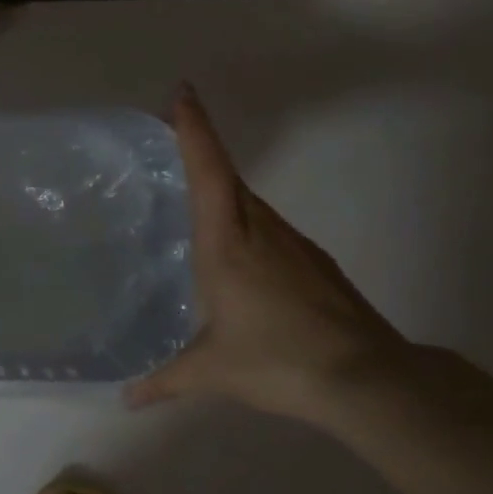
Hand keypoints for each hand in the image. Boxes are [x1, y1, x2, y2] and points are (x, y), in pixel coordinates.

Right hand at [125, 83, 408, 420]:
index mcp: (227, 244)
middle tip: (169, 135)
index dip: (194, 131)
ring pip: (249, 200)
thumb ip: (165, 380)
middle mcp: (260, 231)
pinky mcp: (313, 262)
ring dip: (221, 186)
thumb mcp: (211, 371)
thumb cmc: (277, 361)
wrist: (366, 378)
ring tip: (190, 193)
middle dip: (200, 148)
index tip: (181, 94)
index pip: (208, 173)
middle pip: (227, 176)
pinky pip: (267, 224)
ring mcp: (292, 244)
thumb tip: (127, 399)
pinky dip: (244, 217)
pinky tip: (235, 248)